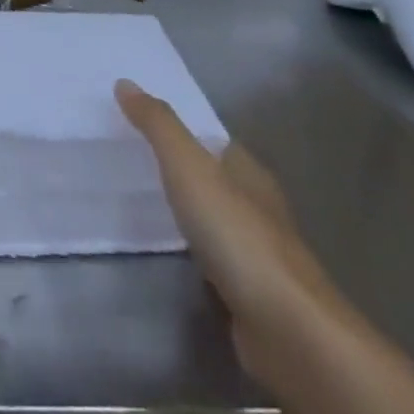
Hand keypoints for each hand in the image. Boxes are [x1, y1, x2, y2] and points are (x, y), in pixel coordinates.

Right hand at [115, 79, 345, 383]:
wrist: (288, 330)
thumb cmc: (237, 236)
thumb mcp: (189, 167)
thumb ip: (158, 126)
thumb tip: (125, 82)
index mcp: (248, 172)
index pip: (214, 140)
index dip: (182, 128)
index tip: (140, 120)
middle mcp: (257, 206)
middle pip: (214, 176)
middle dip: (179, 166)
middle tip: (128, 155)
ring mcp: (255, 252)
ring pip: (213, 217)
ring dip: (184, 208)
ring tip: (138, 197)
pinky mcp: (248, 291)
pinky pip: (211, 255)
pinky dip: (189, 246)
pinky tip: (165, 247)